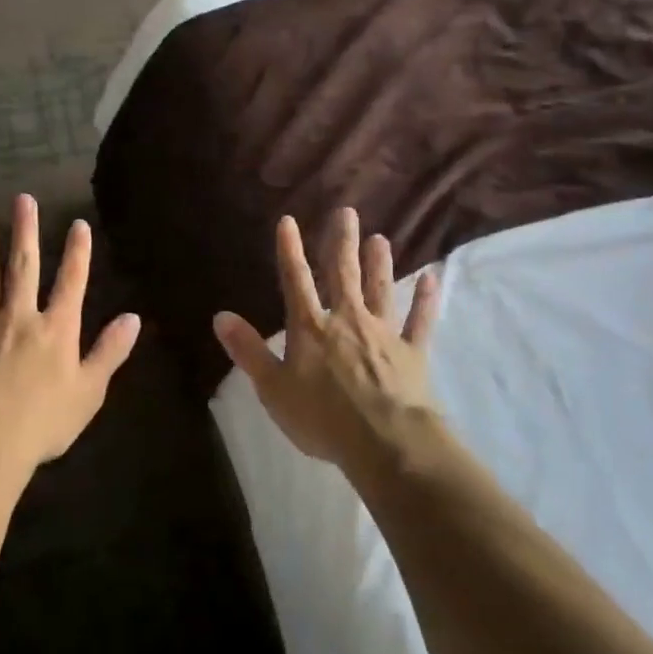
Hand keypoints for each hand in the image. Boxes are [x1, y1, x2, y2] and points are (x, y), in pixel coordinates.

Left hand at [0, 194, 140, 482]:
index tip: (77, 224)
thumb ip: (110, 351)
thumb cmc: (45, 421)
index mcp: (56, 329)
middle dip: (24, 232)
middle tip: (22, 199)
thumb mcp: (90, 390)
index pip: (71, 282)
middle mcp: (19, 317)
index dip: (77, 252)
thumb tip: (134, 318)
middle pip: (24, 267)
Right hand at [213, 208, 438, 468]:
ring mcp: (383, 333)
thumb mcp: (273, 388)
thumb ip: (248, 350)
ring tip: (380, 238)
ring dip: (379, 263)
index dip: (289, 250)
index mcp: (310, 327)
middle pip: (343, 274)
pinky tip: (432, 279)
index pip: (296, 280)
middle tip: (347, 212)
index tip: (289, 221)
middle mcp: (347, 319)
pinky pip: (419, 321)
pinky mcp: (412, 353)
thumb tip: (220, 316)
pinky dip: (425, 300)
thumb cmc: (322, 417)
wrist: (385, 442)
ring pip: (380, 290)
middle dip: (341, 242)